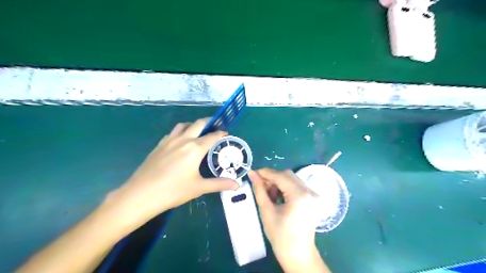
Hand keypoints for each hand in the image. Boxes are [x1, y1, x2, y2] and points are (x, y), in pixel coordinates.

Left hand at [108, 118, 240, 228]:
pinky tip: (180, 142)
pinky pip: (172, 133)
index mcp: (195, 148)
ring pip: (183, 125)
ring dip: (193, 125)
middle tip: (216, 126)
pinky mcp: (159, 145)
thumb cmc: (173, 191)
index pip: (212, 136)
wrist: (141, 195)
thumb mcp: (199, 187)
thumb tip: (237, 185)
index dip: (221, 134)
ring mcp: (169, 141)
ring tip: (198, 132)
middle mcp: (183, 140)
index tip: (227, 134)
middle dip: (209, 122)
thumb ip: (220, 184)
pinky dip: (180, 132)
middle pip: (198, 124)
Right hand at [247, 169, 330, 272]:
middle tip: (259, 185)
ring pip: (292, 179)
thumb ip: (259, 190)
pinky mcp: (312, 199)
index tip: (252, 173)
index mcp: (299, 195)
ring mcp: (313, 195)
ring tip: (268, 194)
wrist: (298, 255)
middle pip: (287, 175)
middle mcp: (309, 191)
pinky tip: (277, 197)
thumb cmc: (280, 236)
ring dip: (278, 183)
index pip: (280, 176)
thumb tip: (252, 174)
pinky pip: (296, 186)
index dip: (265, 173)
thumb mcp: (266, 211)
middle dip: (272, 178)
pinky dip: (285, 188)